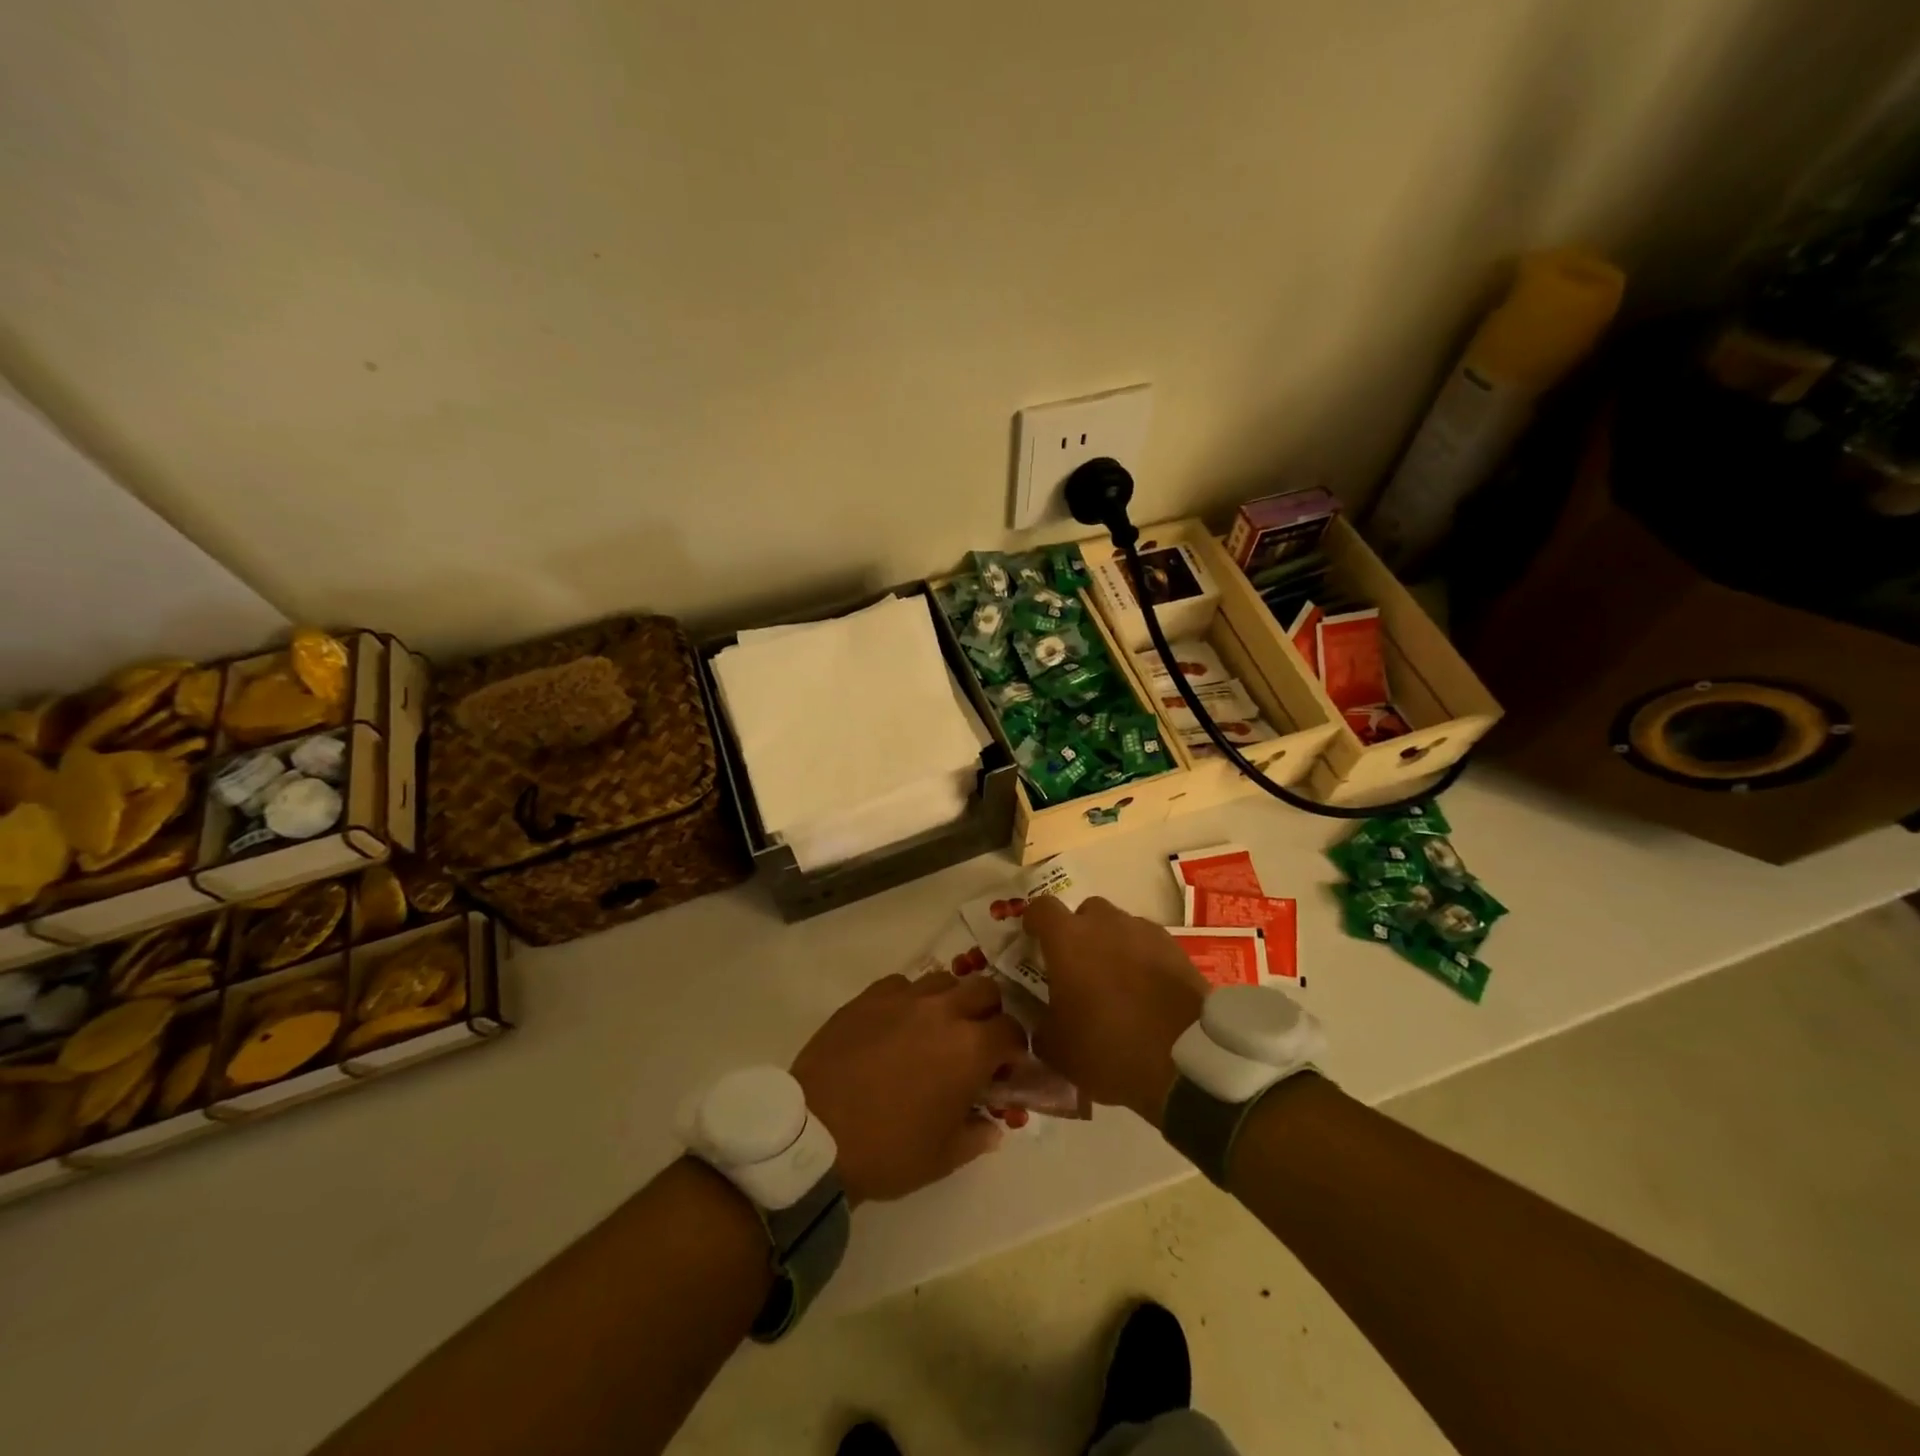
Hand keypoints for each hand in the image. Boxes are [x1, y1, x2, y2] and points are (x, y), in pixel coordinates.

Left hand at [791, 971, 1027, 1204]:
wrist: (816, 1134)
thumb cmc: (888, 1150)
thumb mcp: (943, 1157)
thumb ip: (977, 1136)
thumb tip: (993, 1126)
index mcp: (971, 1049)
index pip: (1012, 1031)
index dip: (1014, 1049)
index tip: (1006, 1068)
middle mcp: (943, 1011)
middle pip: (984, 989)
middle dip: (989, 1012)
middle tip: (976, 1041)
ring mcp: (904, 998)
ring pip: (943, 980)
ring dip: (950, 1000)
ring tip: (936, 1029)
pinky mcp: (869, 996)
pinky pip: (901, 984)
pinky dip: (909, 1000)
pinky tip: (897, 1024)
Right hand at [1024, 896, 1207, 1126]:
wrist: (1186, 1060)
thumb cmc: (1108, 1048)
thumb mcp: (1056, 1049)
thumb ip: (1039, 1023)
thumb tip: (1039, 1017)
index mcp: (1068, 939)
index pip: (1041, 908)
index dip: (1033, 921)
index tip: (1032, 939)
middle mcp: (1105, 923)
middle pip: (1085, 912)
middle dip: (1078, 932)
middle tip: (1077, 966)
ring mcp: (1144, 932)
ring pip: (1119, 926)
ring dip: (1111, 944)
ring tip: (1115, 981)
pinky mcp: (1175, 948)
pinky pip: (1148, 943)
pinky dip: (1141, 958)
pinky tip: (1144, 989)